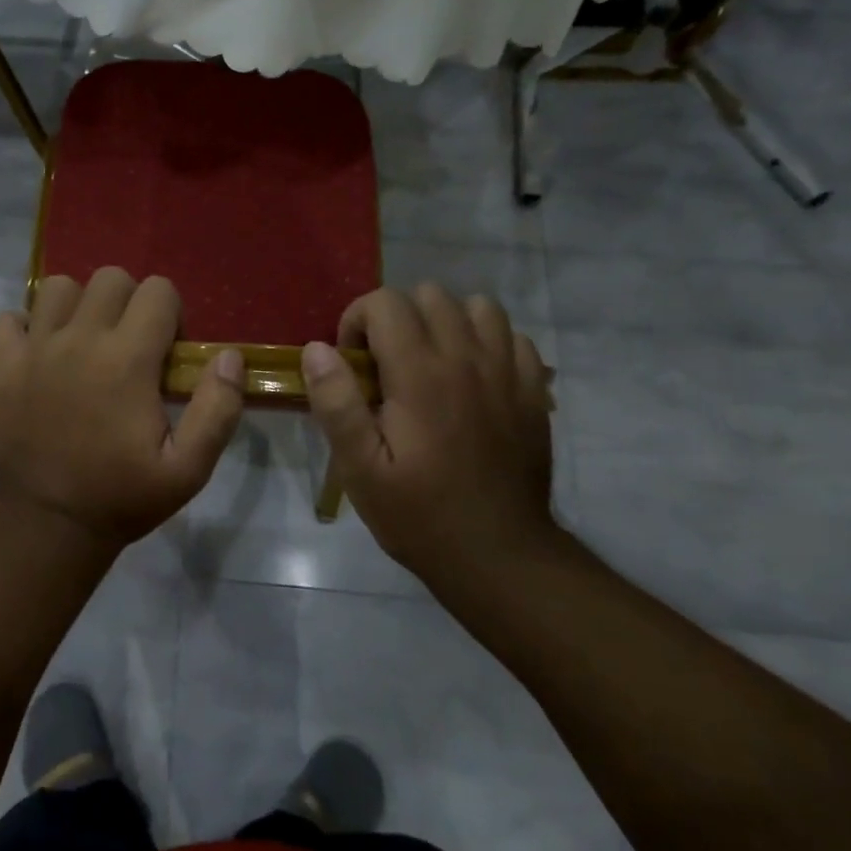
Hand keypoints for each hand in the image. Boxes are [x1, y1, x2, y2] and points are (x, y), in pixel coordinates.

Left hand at [0, 268, 245, 549]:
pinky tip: (40, 353)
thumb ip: (217, 409)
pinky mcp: (2, 365)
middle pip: (110, 278)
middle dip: (129, 302)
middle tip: (129, 346)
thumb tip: (229, 356)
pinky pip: (7, 318)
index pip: (158, 290)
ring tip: (84, 343)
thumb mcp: (188, 469)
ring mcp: (34, 349)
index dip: (171, 315)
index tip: (166, 354)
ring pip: (58, 288)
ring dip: (77, 306)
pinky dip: (24, 327)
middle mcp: (79, 340)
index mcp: (127, 359)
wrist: (49, 525)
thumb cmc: (123, 497)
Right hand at [301, 284, 557, 580]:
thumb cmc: (418, 514)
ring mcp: (507, 371)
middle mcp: (467, 359)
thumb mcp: (359, 469)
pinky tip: (472, 377)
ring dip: (445, 322)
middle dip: (397, 317)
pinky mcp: (533, 390)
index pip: (385, 302)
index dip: (357, 320)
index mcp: (420, 374)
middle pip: (430, 294)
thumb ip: (336, 403)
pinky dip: (487, 342)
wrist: (499, 555)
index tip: (352, 362)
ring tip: (429, 362)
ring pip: (476, 306)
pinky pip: (512, 336)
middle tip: (385, 364)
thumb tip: (317, 349)